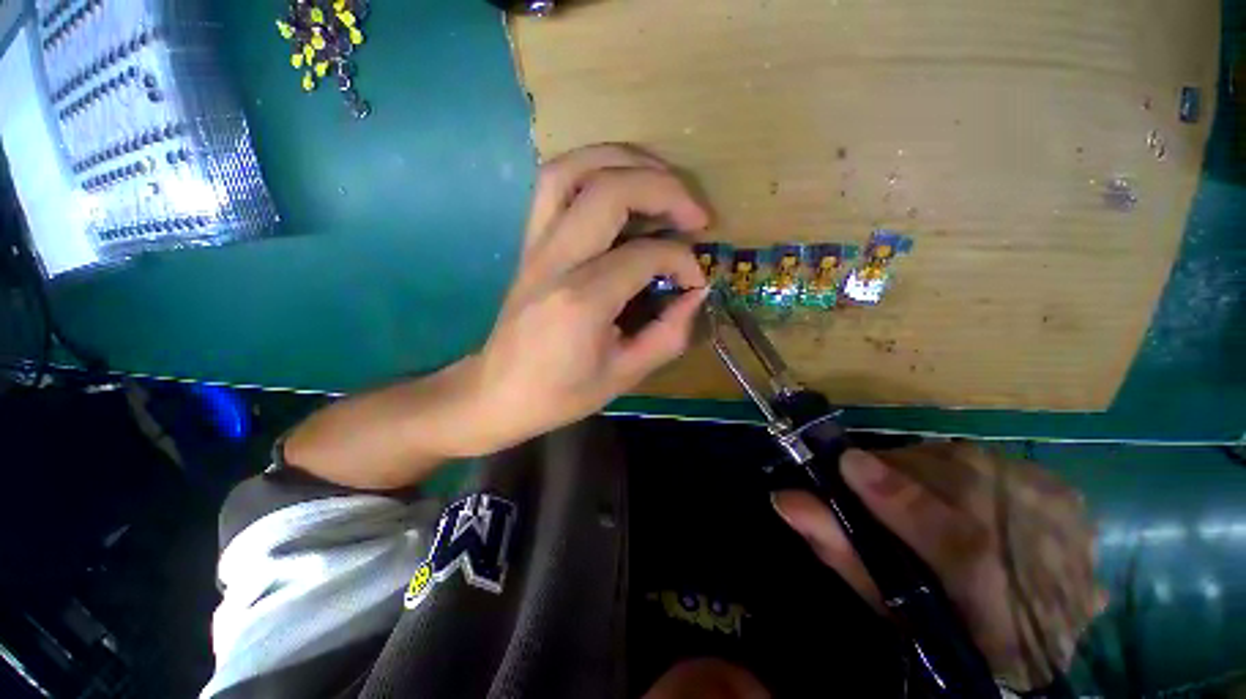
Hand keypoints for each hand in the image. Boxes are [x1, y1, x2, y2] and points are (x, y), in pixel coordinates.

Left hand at [470, 144, 710, 452]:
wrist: (496, 393)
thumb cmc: (560, 393)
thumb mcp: (624, 375)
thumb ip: (669, 334)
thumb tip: (697, 293)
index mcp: (582, 300)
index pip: (646, 255)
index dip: (684, 261)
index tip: (697, 280)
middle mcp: (555, 260)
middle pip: (609, 191)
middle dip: (664, 189)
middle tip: (695, 214)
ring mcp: (534, 245)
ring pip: (572, 169)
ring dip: (623, 160)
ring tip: (660, 179)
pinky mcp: (527, 243)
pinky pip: (553, 183)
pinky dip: (592, 170)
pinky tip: (618, 186)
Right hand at [772, 443, 1105, 690]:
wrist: (1046, 639)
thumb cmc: (950, 627)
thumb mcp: (892, 606)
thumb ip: (840, 550)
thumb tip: (784, 499)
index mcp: (1002, 595)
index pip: (954, 538)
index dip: (894, 496)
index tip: (844, 463)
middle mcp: (1041, 545)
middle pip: (952, 482)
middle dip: (894, 474)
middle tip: (863, 480)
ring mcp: (1058, 513)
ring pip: (964, 461)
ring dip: (920, 469)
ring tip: (905, 491)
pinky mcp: (1060, 490)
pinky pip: (987, 460)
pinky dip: (953, 470)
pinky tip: (949, 493)